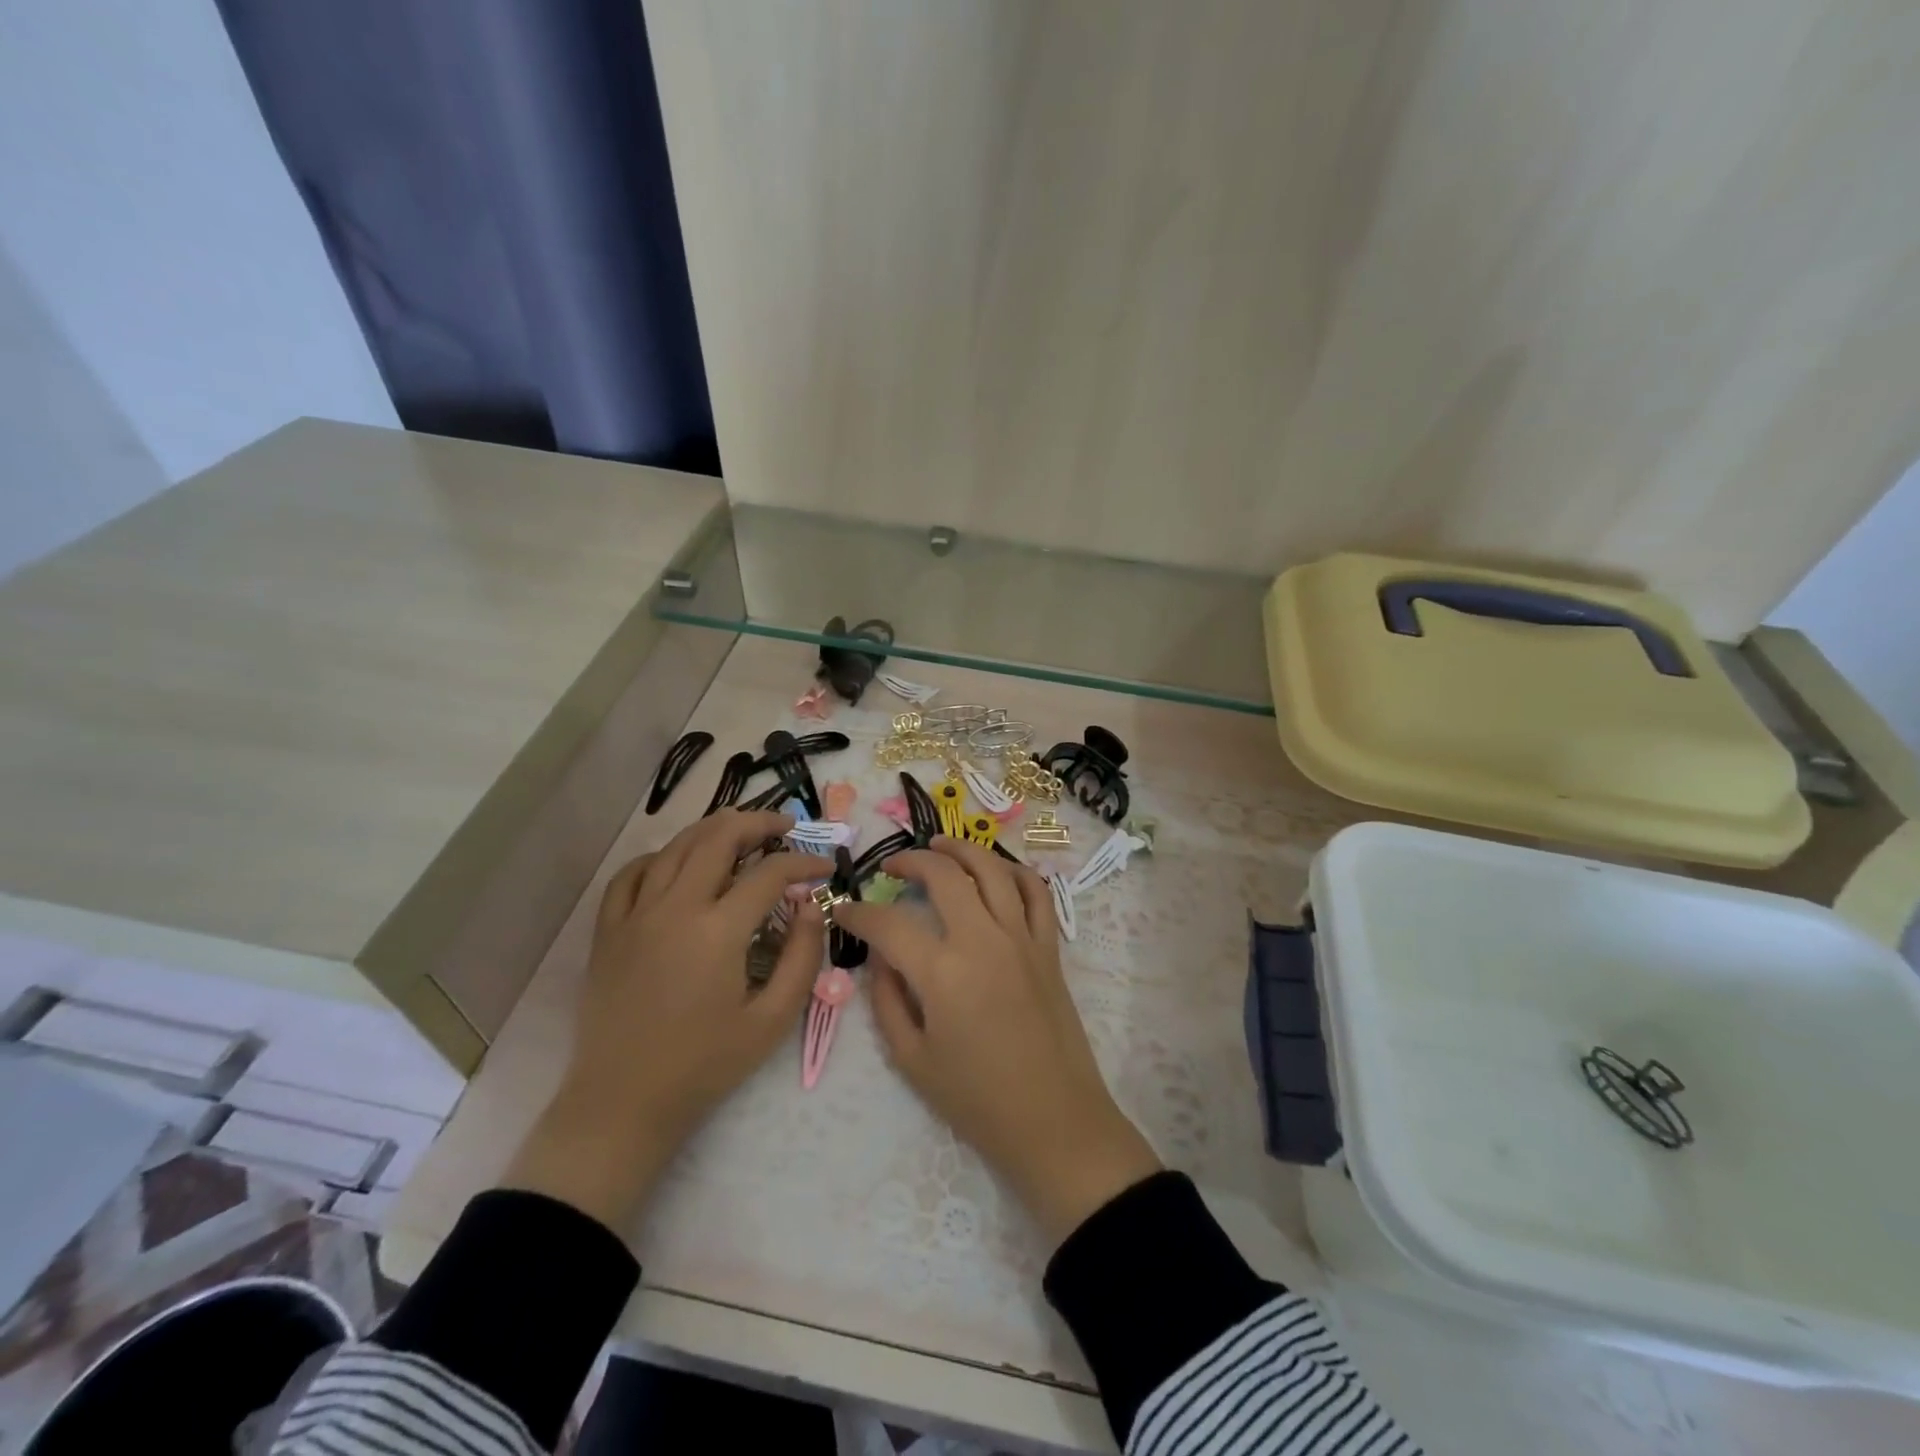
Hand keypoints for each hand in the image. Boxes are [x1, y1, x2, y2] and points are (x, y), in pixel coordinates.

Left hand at [504, 811, 830, 1228]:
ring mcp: (635, 915)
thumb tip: (812, 907)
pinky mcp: (609, 930)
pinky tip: (677, 864)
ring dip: (713, 829)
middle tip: (786, 827)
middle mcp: (675, 908)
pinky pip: (631, 875)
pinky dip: (659, 857)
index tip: (825, 867)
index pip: (770, 873)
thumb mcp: (772, 1020)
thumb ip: (802, 958)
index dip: (804, 862)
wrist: (623, 1102)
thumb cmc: (705, 1065)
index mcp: (718, 930)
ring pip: (676, 846)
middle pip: (718, 838)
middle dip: (759, 823)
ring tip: (741, 832)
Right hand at [835, 838, 1160, 1244]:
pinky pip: (1036, 893)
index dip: (859, 913)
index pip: (889, 924)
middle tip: (891, 868)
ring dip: (962, 849)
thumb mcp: (912, 1059)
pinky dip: (1015, 871)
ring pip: (992, 869)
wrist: (1052, 1120)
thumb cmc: (976, 1099)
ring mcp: (1022, 938)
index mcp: (943, 972)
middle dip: (910, 862)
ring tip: (939, 846)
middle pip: (944, 875)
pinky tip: (996, 871)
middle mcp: (983, 940)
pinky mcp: (1048, 947)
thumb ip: (887, 1000)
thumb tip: (880, 957)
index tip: (844, 911)